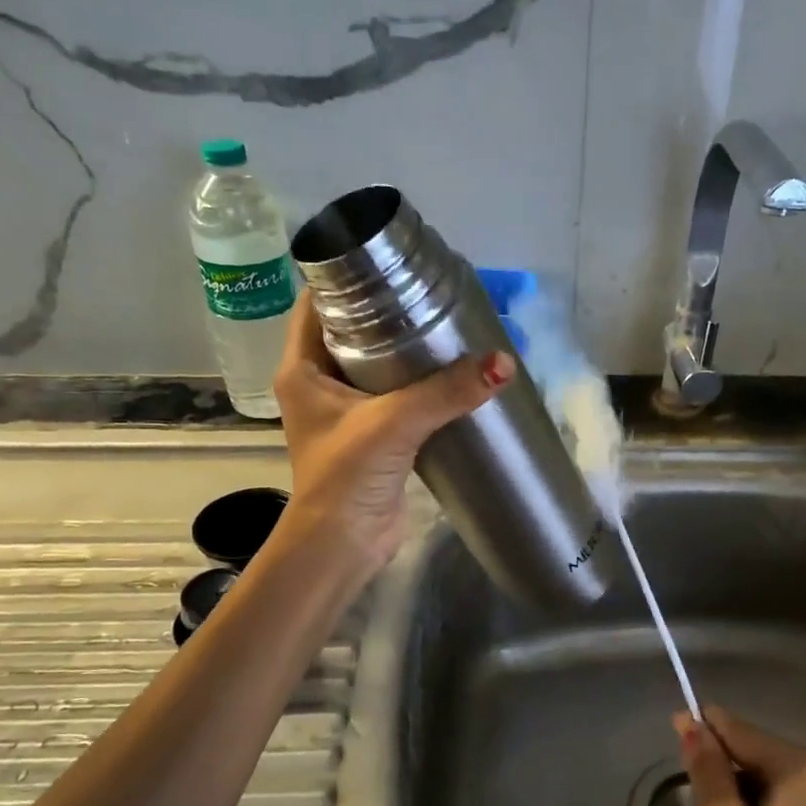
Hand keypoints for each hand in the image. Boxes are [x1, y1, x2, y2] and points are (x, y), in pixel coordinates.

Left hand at [272, 295, 512, 568]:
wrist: (343, 545)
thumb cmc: (347, 476)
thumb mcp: (394, 423)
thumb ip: (447, 392)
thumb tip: (504, 364)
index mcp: (302, 370)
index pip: (316, 304)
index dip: (345, 277)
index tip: (388, 260)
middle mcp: (319, 385)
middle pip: (350, 331)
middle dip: (387, 311)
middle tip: (430, 291)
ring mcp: (346, 413)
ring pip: (377, 366)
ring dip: (406, 350)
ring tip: (446, 325)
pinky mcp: (372, 437)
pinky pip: (396, 397)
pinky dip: (419, 385)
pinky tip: (451, 373)